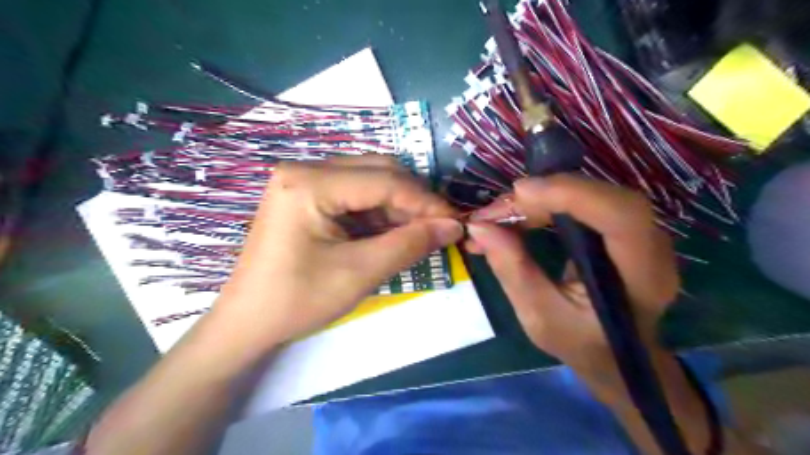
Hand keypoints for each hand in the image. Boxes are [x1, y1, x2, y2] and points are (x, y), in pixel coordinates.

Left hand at [211, 154, 461, 347]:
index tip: (456, 221)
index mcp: (309, 182)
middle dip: (413, 200)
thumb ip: (409, 244)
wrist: (247, 323)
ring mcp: (304, 182)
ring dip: (398, 206)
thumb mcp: (359, 273)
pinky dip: (379, 213)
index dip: (425, 201)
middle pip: (377, 172)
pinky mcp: (307, 197)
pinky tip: (393, 232)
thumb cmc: (297, 300)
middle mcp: (305, 170)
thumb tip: (453, 226)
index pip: (383, 181)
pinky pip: (354, 195)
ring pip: (369, 182)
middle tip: (440, 227)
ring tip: (420, 233)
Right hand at [465, 174, 678, 369]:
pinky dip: (543, 204)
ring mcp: (636, 231)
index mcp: (642, 276)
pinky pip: (579, 202)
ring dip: (536, 200)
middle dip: (541, 197)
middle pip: (599, 197)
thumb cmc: (581, 343)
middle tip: (493, 213)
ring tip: (496, 217)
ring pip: (586, 194)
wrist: (613, 353)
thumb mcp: (539, 316)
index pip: (621, 215)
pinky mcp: (617, 226)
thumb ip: (513, 271)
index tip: (520, 193)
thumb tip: (481, 227)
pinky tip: (515, 217)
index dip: (572, 194)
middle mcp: (649, 244)